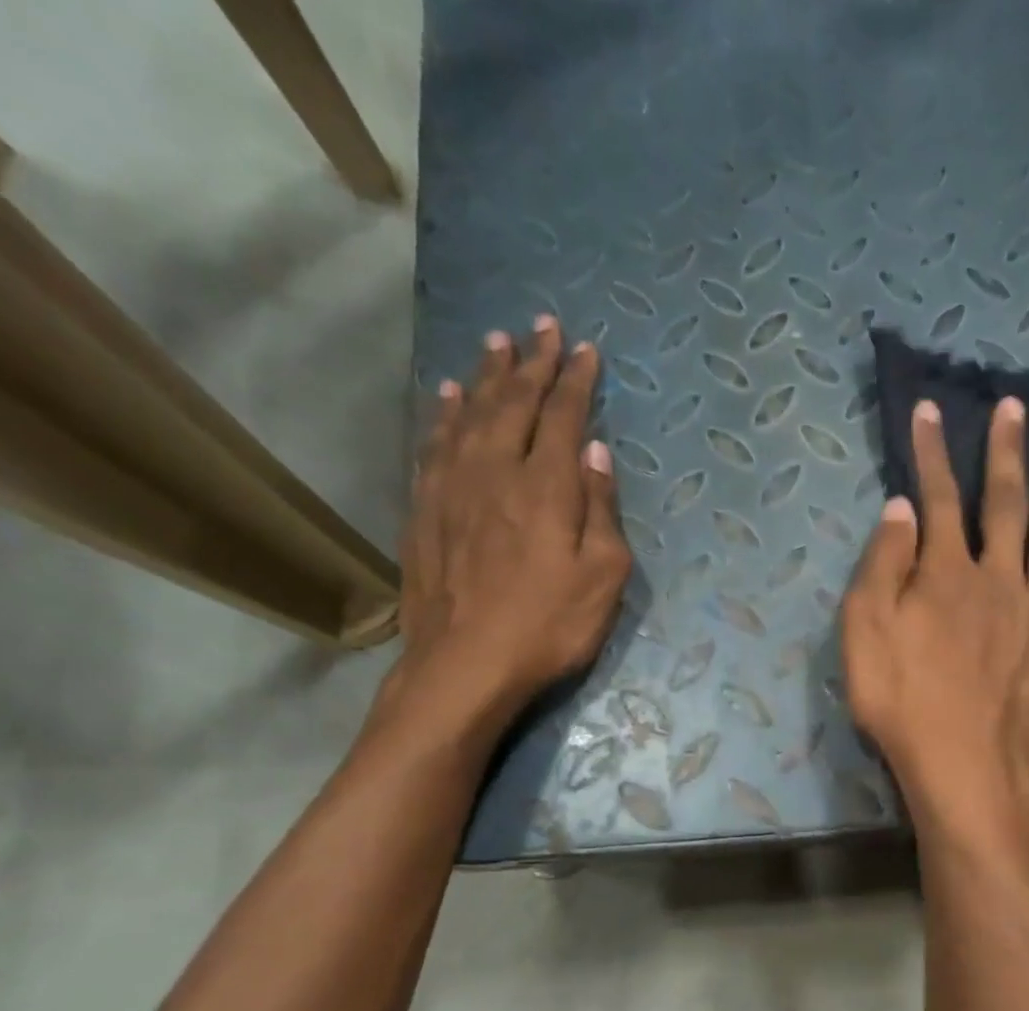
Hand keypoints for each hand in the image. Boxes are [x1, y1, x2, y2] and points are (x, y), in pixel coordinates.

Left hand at [388, 316, 632, 733]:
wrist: (465, 665)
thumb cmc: (549, 627)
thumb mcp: (603, 578)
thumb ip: (602, 511)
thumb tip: (597, 453)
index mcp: (546, 487)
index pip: (563, 416)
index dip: (576, 381)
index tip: (585, 349)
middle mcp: (496, 472)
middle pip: (515, 403)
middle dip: (532, 362)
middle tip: (542, 325)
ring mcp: (453, 488)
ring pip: (470, 415)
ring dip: (487, 376)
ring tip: (496, 344)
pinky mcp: (425, 511)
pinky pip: (435, 446)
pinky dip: (445, 415)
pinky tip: (449, 399)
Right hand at [842, 397, 1028, 837]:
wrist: (965, 769)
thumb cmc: (903, 704)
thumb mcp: (865, 634)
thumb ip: (883, 567)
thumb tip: (902, 508)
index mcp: (947, 574)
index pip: (937, 499)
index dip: (931, 453)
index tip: (930, 410)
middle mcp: (1000, 580)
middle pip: (1006, 506)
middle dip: (1006, 454)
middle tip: (1015, 408)